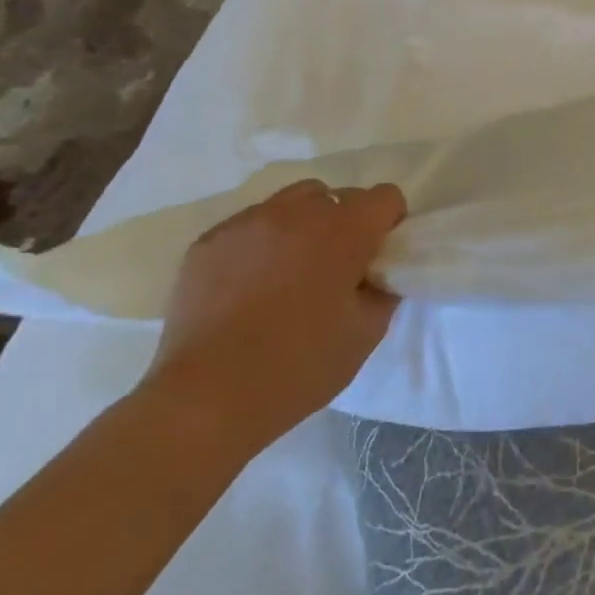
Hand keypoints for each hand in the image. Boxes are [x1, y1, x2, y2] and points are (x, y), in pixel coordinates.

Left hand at [141, 179, 405, 452]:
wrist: (205, 399)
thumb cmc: (298, 367)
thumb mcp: (367, 333)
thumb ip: (383, 289)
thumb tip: (377, 273)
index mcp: (344, 231)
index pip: (385, 196)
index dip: (389, 222)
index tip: (378, 255)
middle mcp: (297, 213)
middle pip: (336, 195)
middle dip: (344, 222)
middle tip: (335, 267)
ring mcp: (247, 223)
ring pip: (289, 203)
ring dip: (301, 226)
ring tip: (289, 271)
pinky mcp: (207, 242)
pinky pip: (248, 226)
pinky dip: (259, 243)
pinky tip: (249, 286)